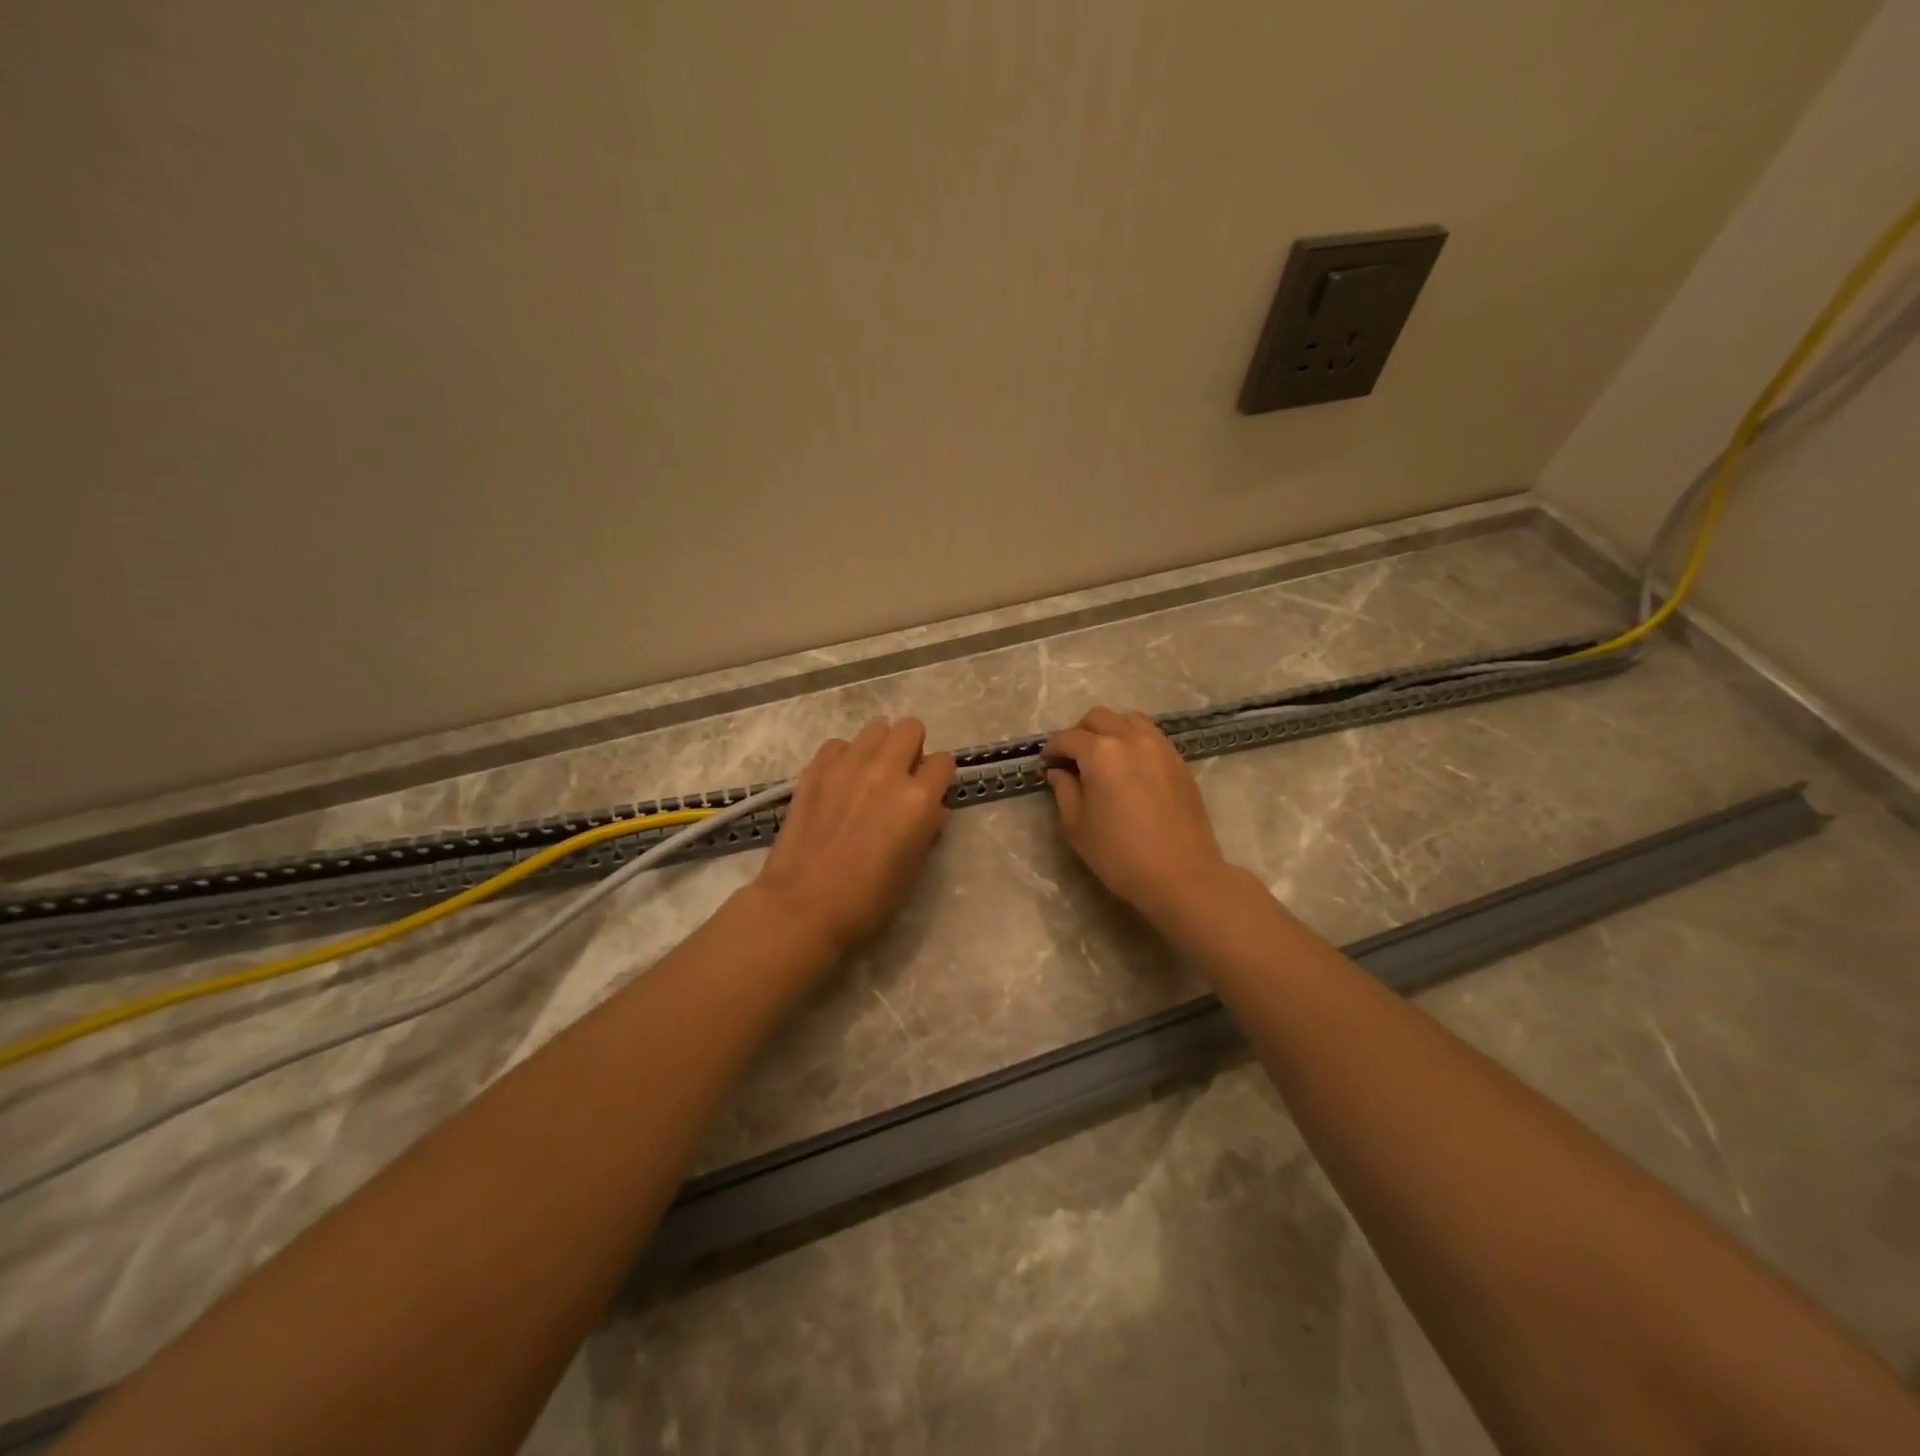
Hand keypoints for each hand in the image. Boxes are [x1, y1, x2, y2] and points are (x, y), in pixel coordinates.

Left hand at [755, 718, 956, 956]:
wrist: (804, 905)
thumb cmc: (868, 900)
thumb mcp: (913, 869)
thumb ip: (928, 830)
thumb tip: (934, 810)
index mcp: (918, 799)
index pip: (944, 762)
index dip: (939, 778)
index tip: (930, 792)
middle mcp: (887, 771)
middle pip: (911, 728)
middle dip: (912, 748)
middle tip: (901, 776)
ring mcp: (848, 765)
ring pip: (875, 727)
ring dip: (879, 747)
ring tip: (869, 775)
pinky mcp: (816, 769)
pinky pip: (838, 744)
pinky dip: (844, 757)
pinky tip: (838, 782)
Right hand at [1042, 707, 1232, 926]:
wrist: (1181, 875)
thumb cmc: (1120, 855)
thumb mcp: (1077, 826)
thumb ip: (1064, 790)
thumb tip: (1059, 771)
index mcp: (1101, 753)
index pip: (1069, 738)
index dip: (1053, 749)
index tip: (1047, 763)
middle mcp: (1131, 739)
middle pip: (1099, 718)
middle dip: (1079, 733)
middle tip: (1072, 758)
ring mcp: (1160, 746)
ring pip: (1128, 719)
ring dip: (1109, 730)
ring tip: (1102, 757)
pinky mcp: (1178, 760)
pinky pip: (1150, 735)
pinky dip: (1133, 739)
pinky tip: (1128, 766)